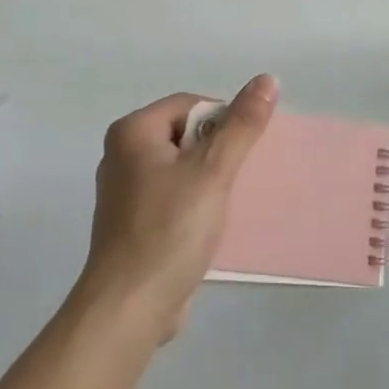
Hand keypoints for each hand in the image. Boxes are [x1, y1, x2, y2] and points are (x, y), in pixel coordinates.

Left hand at [76, 75, 277, 340]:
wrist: (129, 309)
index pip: (191, 104)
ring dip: (208, 180)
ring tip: (225, 204)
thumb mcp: (213, 171)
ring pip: (181, 168)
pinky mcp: (132, 224)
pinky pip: (172, 197)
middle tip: (236, 178)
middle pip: (185, 134)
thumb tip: (267, 79)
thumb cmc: (170, 230)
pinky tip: (209, 226)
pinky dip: (193, 204)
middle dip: (216, 153)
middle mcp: (121, 155)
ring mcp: (124, 192)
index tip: (240, 153)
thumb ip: (242, 125)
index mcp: (132, 132)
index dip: (222, 121)